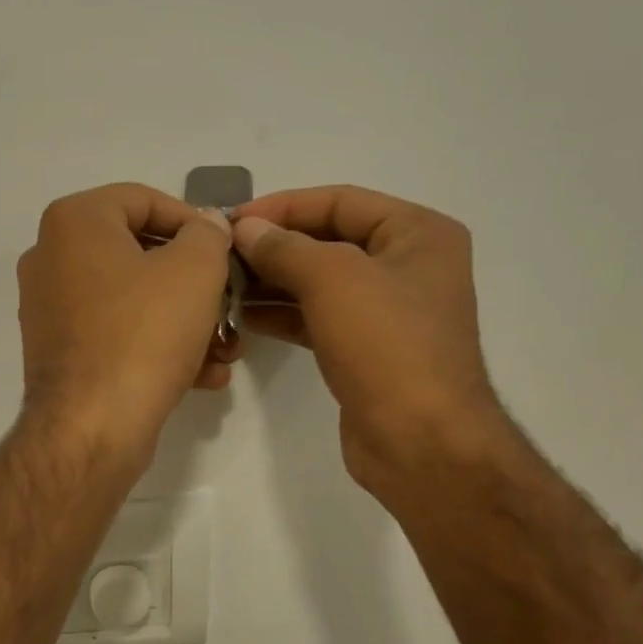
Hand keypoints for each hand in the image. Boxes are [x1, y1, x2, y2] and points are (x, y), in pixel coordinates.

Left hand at [17, 183, 240, 468]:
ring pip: (134, 300)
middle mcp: (51, 258)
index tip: (226, 250)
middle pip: (140, 254)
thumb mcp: (196, 269)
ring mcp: (51, 309)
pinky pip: (117, 334)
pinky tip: (202, 375)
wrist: (91, 428)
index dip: (194, 221)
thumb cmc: (144, 333)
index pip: (144, 200)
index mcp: (74, 222)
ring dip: (186, 321)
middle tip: (231, 304)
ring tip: (226, 349)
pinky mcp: (60, 353)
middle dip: (197, 283)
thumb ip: (208, 233)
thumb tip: (205, 226)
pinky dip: (157, 346)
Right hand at [231, 185, 514, 494]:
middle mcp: (407, 266)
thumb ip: (284, 247)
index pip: (340, 201)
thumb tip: (245, 229)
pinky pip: (318, 317)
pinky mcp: (366, 349)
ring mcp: (387, 311)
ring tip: (223, 284)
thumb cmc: (387, 346)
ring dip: (272, 281)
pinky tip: (243, 316)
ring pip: (319, 282)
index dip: (283, 206)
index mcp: (418, 234)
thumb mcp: (333, 280)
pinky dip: (283, 314)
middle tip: (222, 254)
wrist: (420, 442)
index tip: (233, 219)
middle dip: (274, 246)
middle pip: (328, 240)